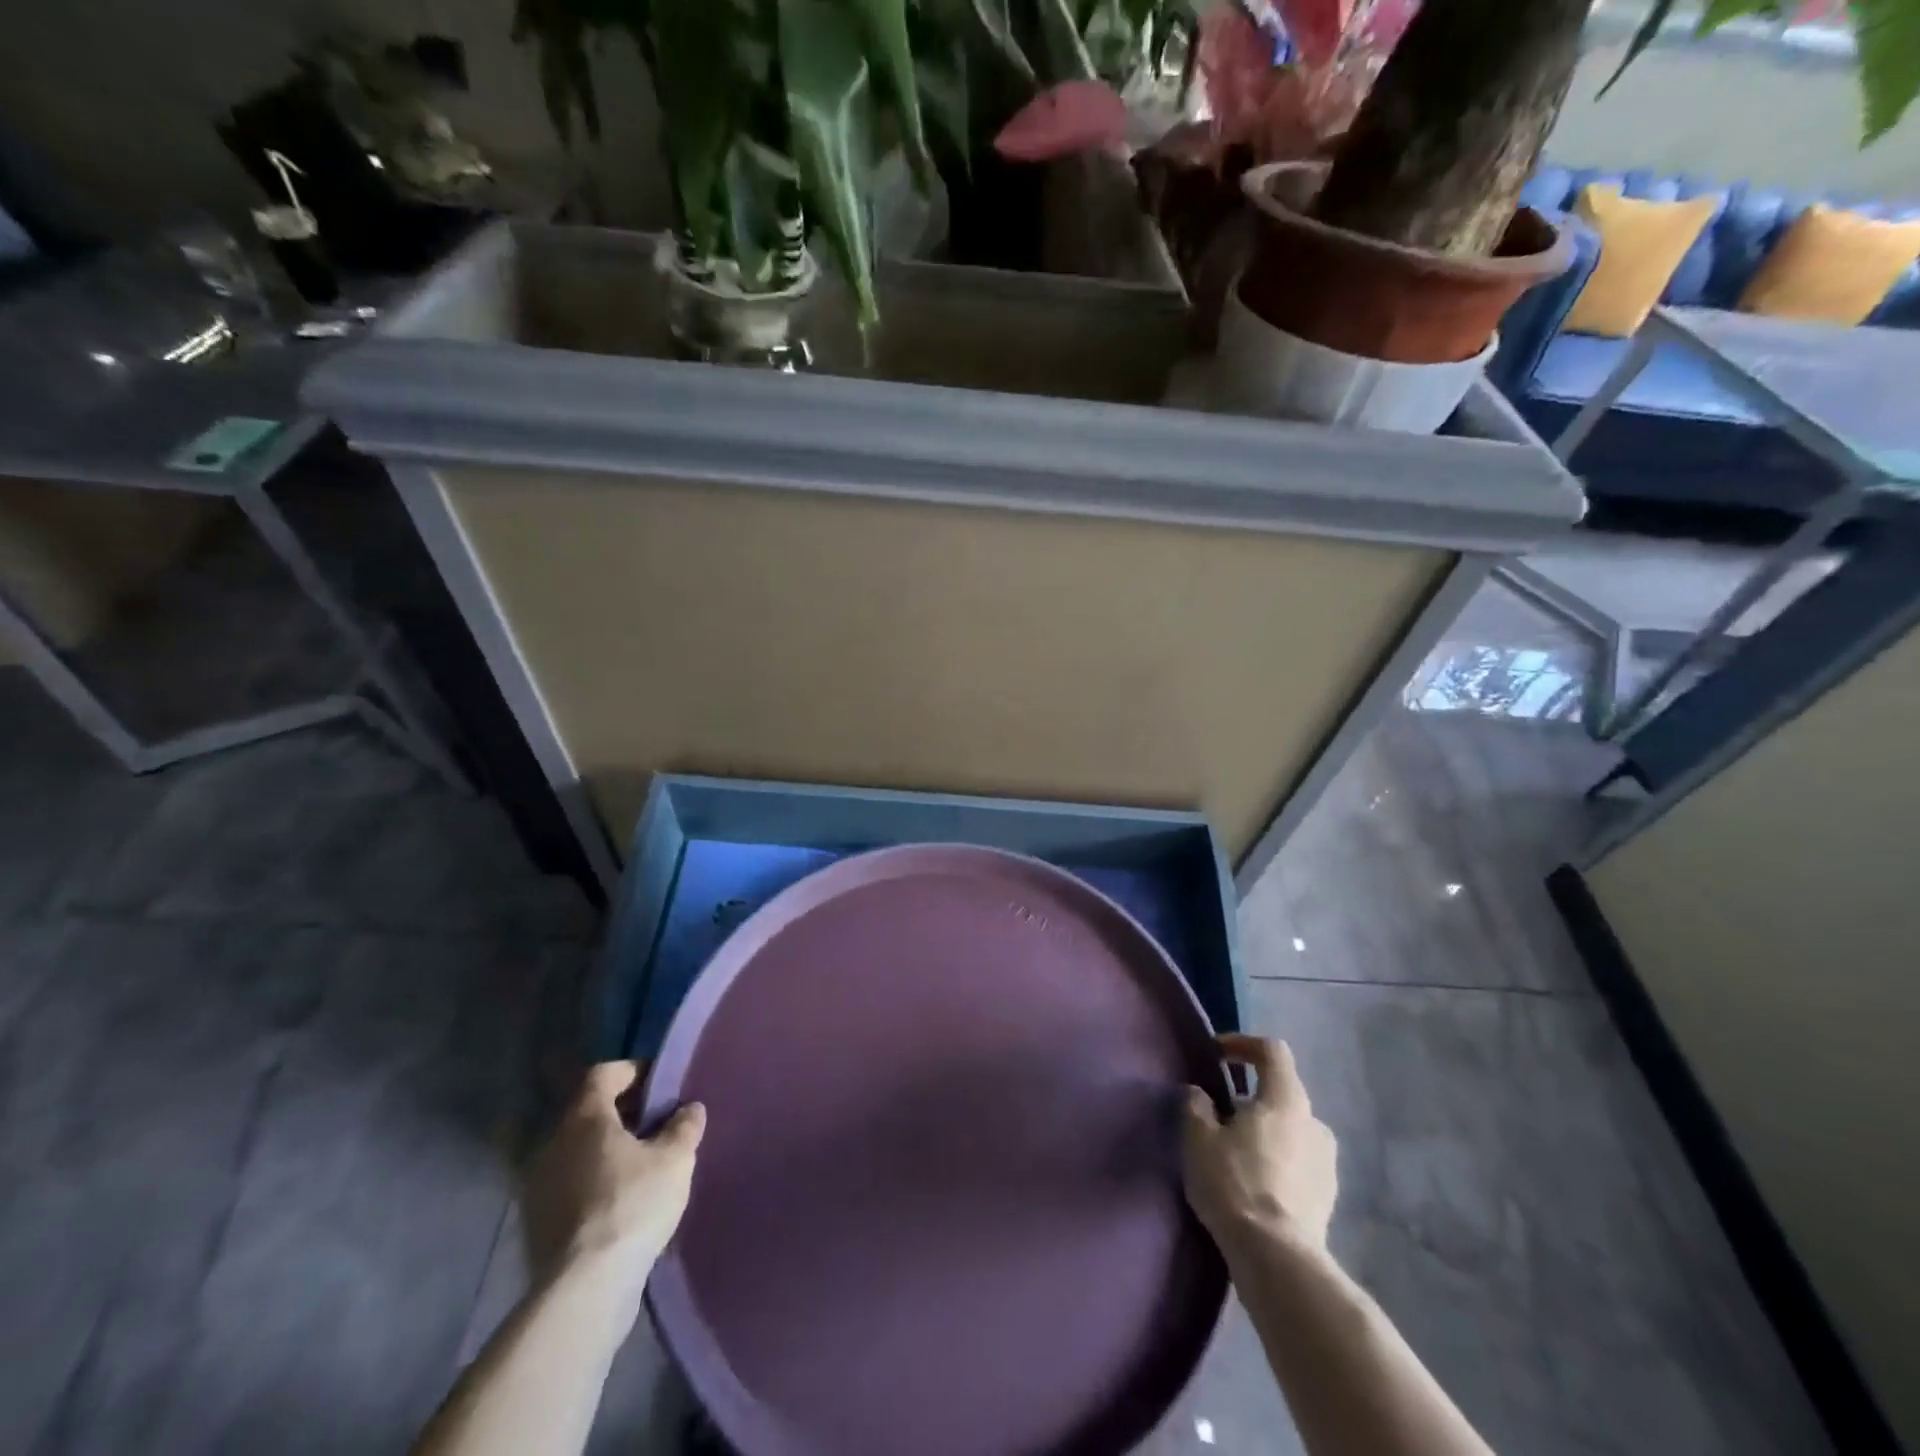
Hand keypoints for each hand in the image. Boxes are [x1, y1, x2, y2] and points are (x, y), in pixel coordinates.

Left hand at [523, 1061, 705, 1292]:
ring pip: (578, 1151)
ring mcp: (538, 1186)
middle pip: (589, 1112)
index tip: (661, 1085)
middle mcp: (553, 1143)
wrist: (584, 1289)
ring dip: (607, 1151)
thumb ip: (683, 1127)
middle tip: (658, 1125)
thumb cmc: (632, 1205)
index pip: (604, 1074)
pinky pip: (570, 1184)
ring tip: (643, 1166)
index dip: (634, 1072)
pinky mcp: (536, 1224)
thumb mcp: (675, 1159)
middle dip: (624, 1114)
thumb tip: (689, 1109)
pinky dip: (594, 1182)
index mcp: (584, 1118)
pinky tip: (622, 1202)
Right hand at [1183, 1034, 1338, 1252]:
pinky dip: (1277, 1161)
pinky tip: (1253, 1183)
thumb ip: (1197, 1106)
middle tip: (1219, 1113)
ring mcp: (1327, 1163)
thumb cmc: (1235, 1184)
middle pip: (1282, 1092)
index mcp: (1286, 1099)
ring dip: (1265, 1131)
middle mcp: (1315, 1122)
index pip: (1272, 1051)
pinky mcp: (1328, 1198)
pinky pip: (1298, 1162)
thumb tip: (1201, 1096)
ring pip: (1291, 1130)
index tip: (1217, 1056)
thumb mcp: (1199, 1137)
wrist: (1278, 1260)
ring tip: (1234, 1152)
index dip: (1243, 1044)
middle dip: (1251, 1096)